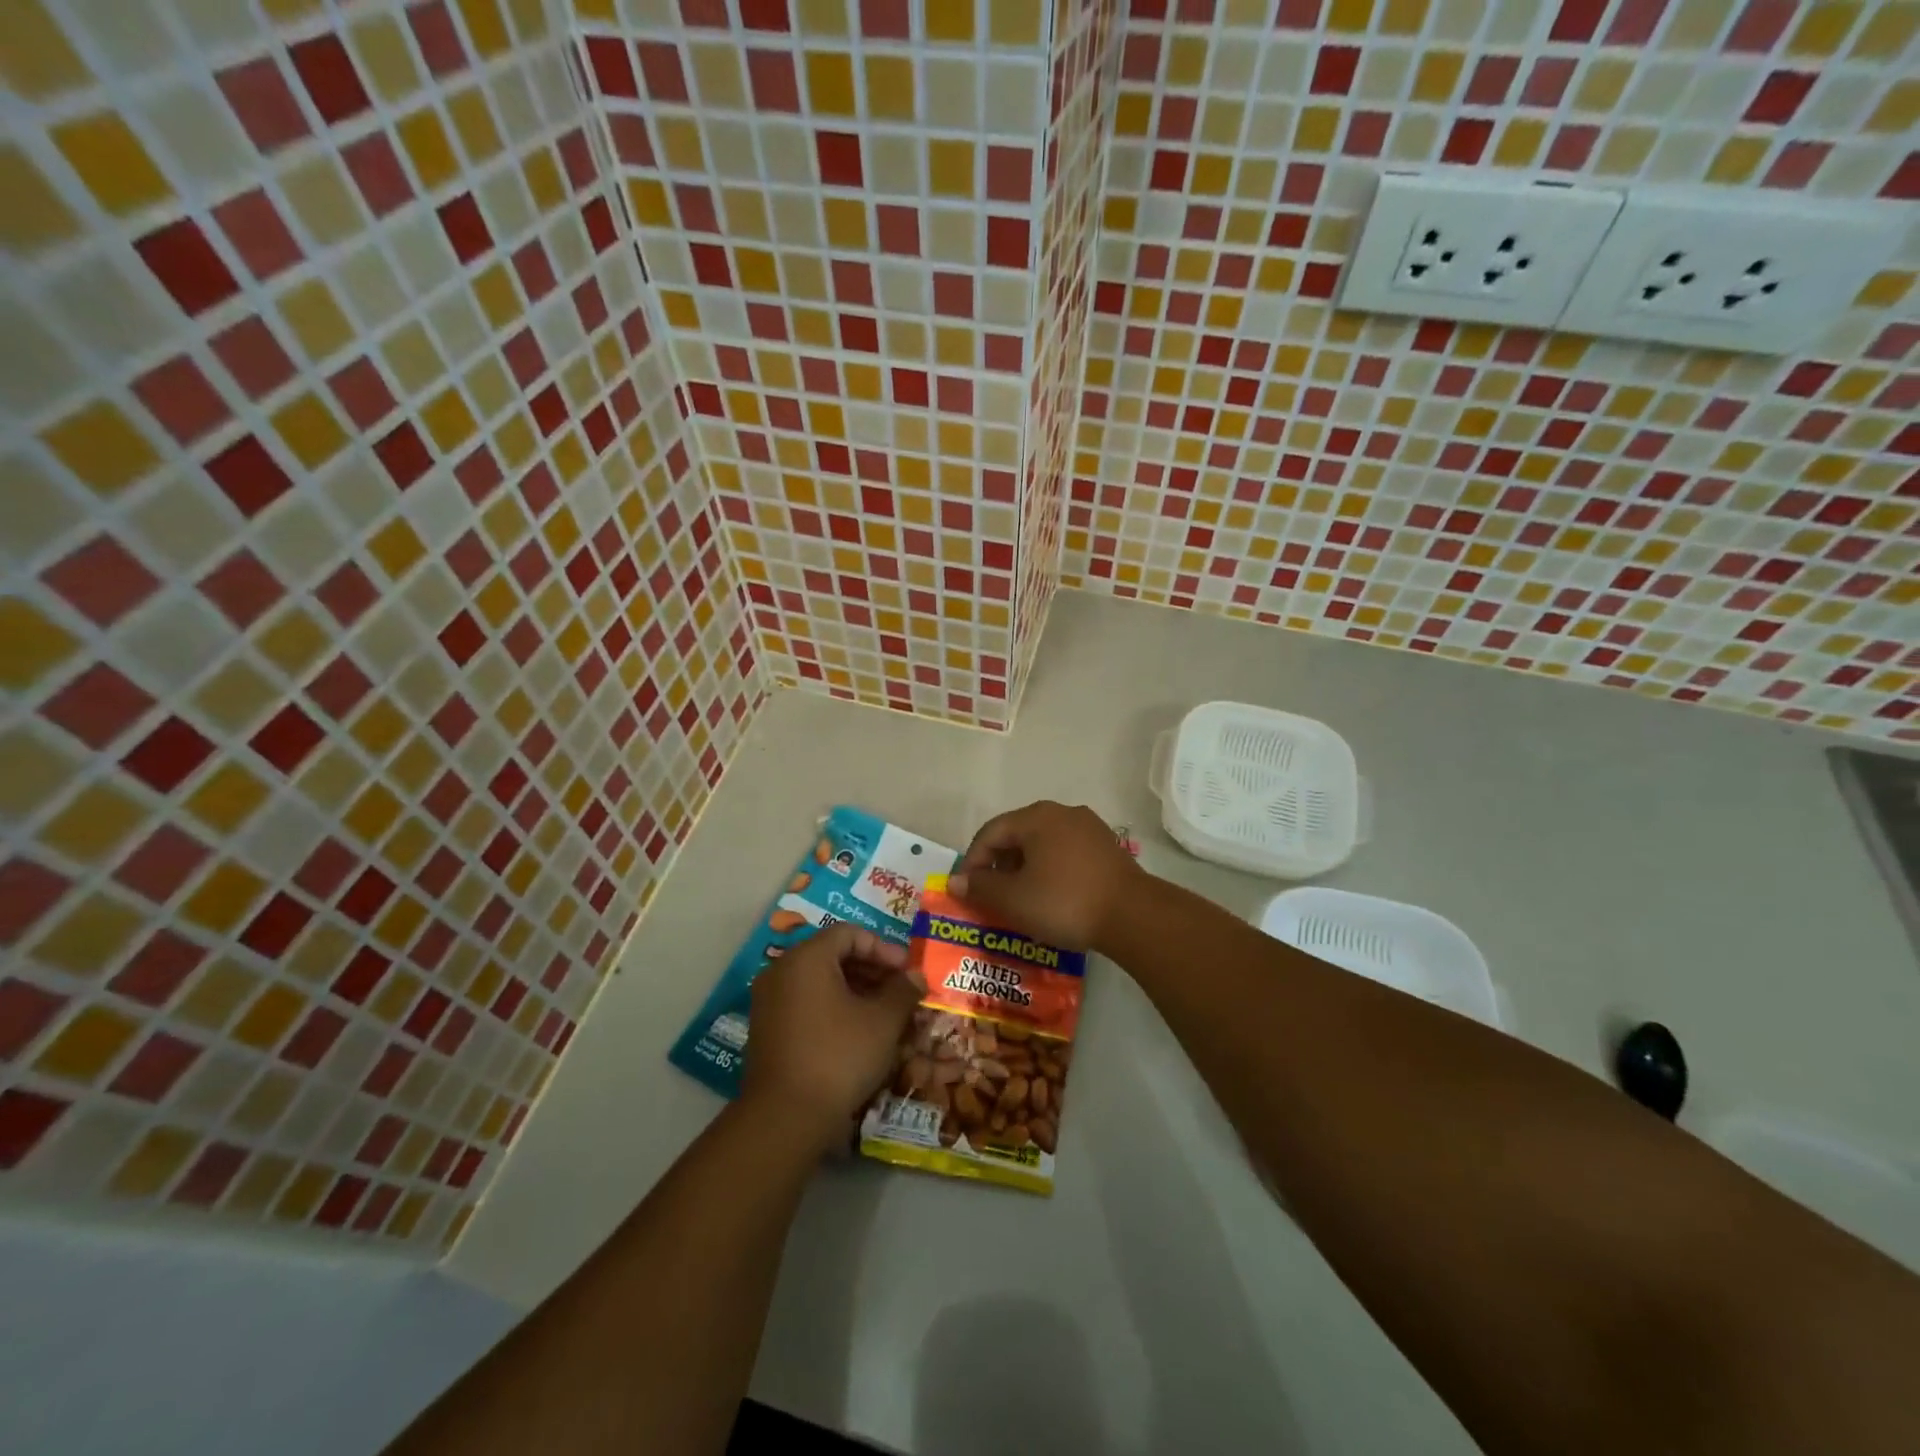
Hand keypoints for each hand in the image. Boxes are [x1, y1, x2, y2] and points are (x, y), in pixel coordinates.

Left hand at [742, 923, 924, 1147]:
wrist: (785, 1118)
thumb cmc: (838, 1056)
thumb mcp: (883, 1021)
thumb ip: (903, 991)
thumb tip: (916, 976)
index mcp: (807, 958)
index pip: (850, 934)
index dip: (884, 948)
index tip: (907, 971)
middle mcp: (782, 970)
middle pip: (833, 955)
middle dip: (872, 970)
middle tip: (901, 991)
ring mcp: (769, 1001)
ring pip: (820, 981)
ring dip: (856, 990)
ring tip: (886, 1013)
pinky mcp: (768, 1029)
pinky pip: (807, 1003)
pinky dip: (834, 1008)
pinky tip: (860, 1032)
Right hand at [948, 801, 1141, 952]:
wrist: (1133, 915)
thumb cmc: (1064, 902)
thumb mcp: (1014, 899)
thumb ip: (981, 888)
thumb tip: (956, 881)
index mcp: (1036, 817)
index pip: (991, 832)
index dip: (973, 861)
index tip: (967, 891)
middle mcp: (1062, 812)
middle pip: (1018, 835)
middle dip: (999, 865)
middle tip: (991, 896)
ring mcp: (1089, 828)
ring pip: (1043, 845)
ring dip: (1025, 869)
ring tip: (1020, 900)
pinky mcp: (1107, 847)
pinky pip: (1066, 853)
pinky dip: (1050, 871)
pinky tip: (1051, 897)